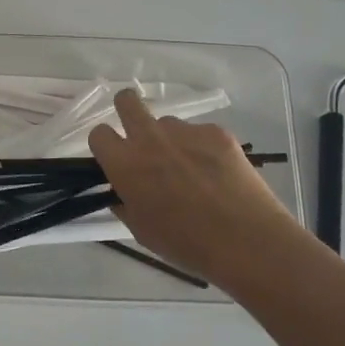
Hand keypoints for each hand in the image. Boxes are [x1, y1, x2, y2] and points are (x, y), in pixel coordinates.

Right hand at [87, 88, 301, 285]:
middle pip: (126, 101)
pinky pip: (200, 133)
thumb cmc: (186, 244)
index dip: (105, 145)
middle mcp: (149, 139)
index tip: (116, 158)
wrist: (245, 241)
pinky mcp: (216, 132)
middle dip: (127, 110)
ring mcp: (185, 131)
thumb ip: (125, 203)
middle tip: (141, 136)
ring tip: (192, 169)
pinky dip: (203, 148)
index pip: (99, 134)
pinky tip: (219, 174)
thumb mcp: (141, 230)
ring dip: (170, 139)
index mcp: (125, 164)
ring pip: (167, 123)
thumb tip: (123, 191)